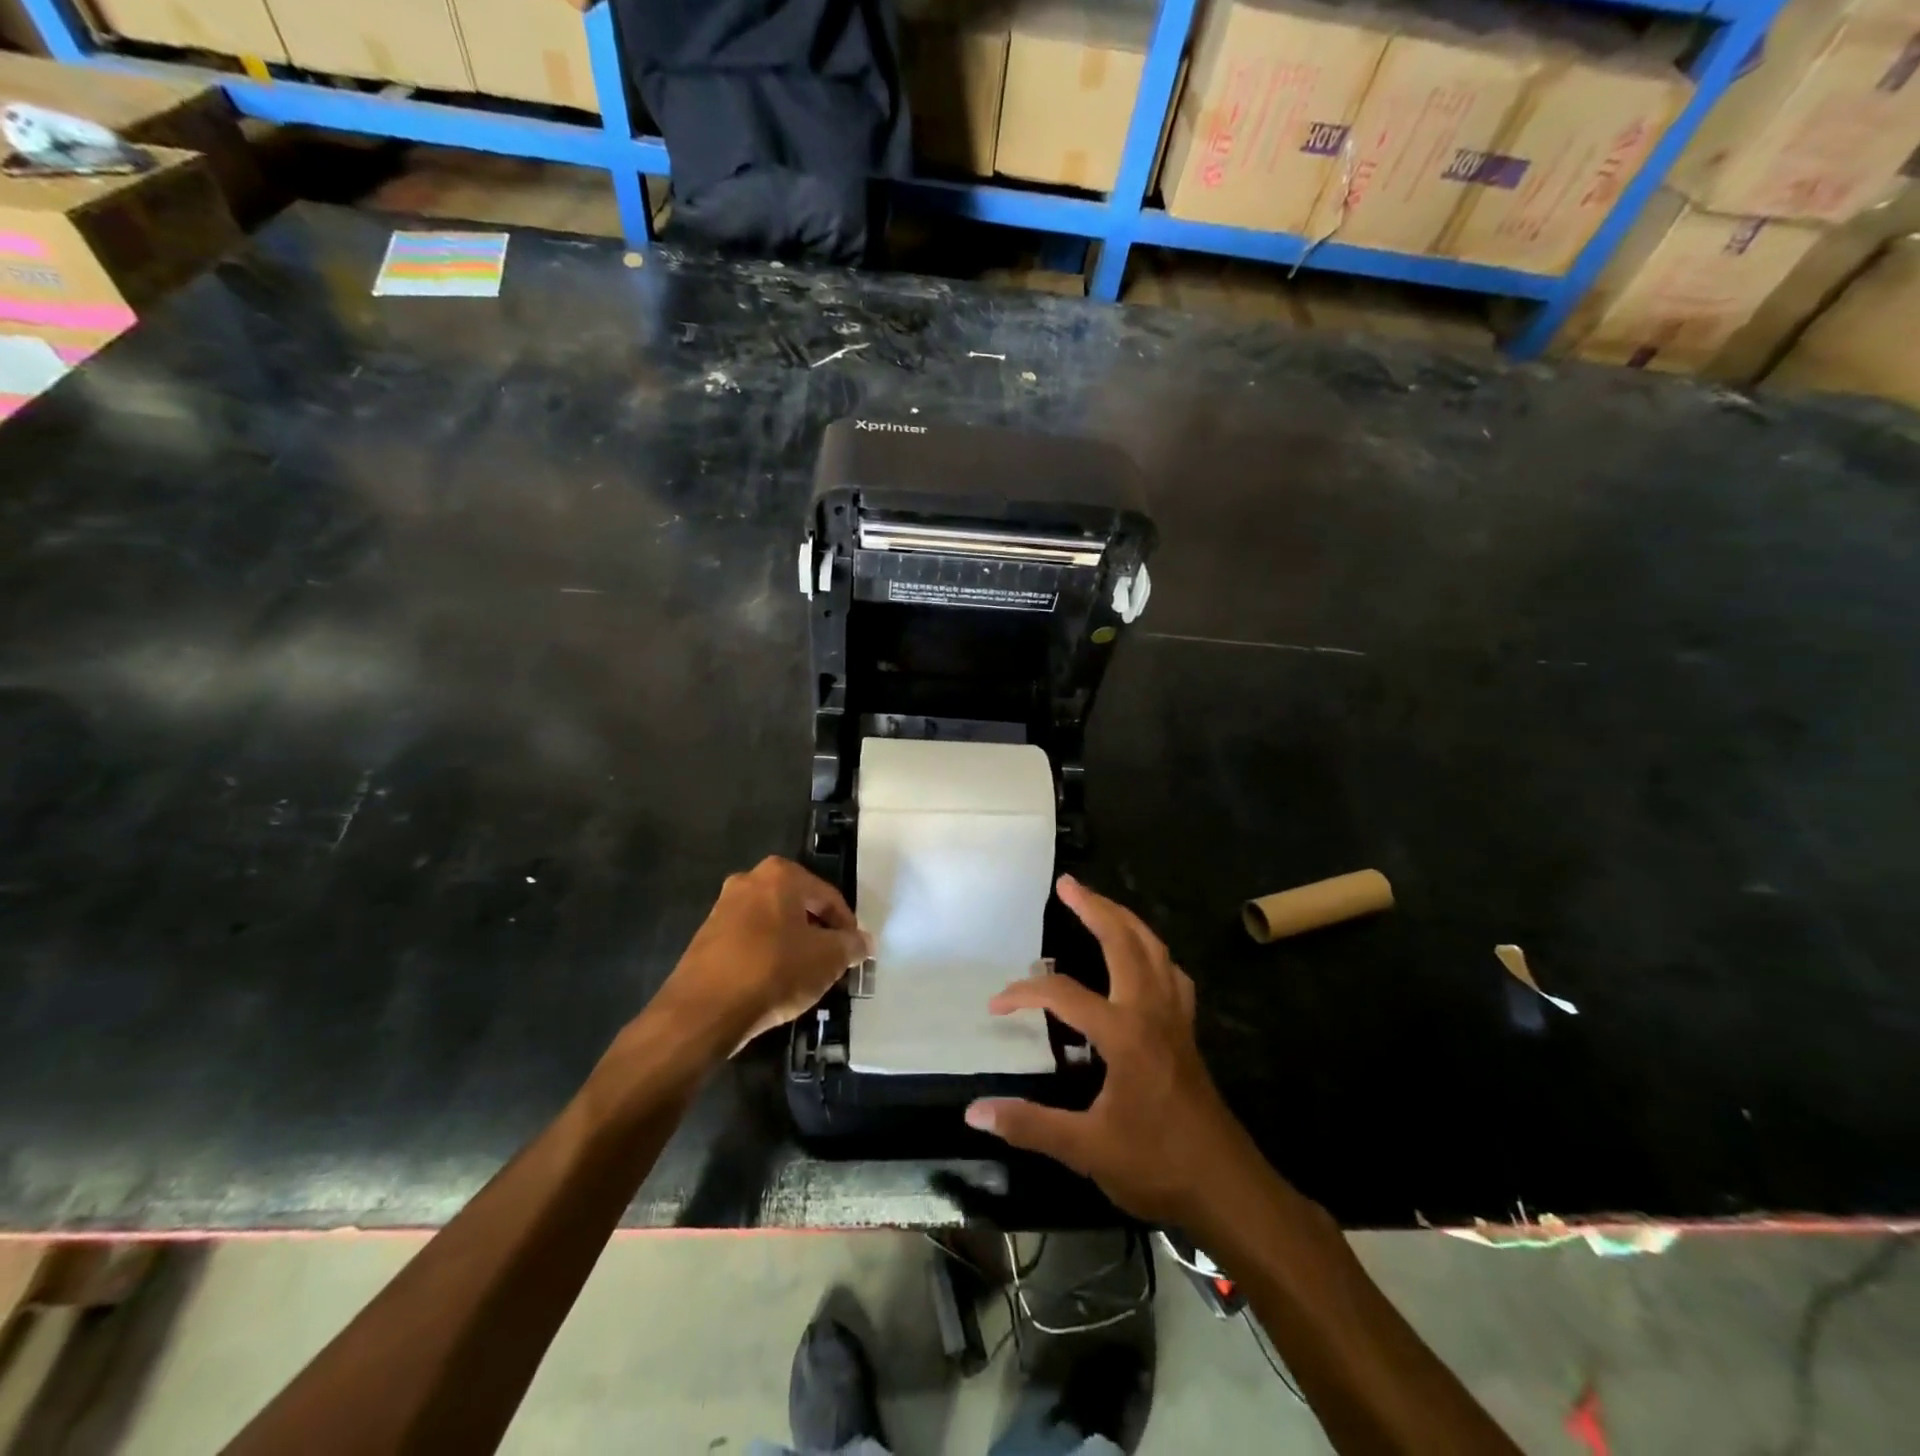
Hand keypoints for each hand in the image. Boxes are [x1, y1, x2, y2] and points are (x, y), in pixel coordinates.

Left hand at [652, 857, 869, 1054]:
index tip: (853, 953)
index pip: (828, 896)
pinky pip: (749, 942)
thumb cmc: (774, 971)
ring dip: (792, 945)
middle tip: (831, 963)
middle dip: (818, 933)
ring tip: (804, 976)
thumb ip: (850, 946)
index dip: (846, 926)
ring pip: (773, 924)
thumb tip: (863, 942)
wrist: (704, 1011)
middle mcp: (749, 881)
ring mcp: (723, 908)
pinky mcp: (706, 938)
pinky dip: (766, 956)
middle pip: (798, 906)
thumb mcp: (827, 959)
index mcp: (781, 875)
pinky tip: (774, 984)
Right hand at [965, 876, 1249, 1225]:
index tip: (996, 1005)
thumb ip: (1029, 1124)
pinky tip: (1142, 959)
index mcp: (1124, 1032)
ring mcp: (1175, 1017)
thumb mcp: (1086, 1150)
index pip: (1063, 994)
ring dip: (1126, 920)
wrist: (1226, 1187)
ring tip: (1101, 904)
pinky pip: (1171, 974)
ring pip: (1154, 949)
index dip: (1025, 993)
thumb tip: (974, 1112)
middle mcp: (1152, 1011)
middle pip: (1124, 941)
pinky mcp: (1186, 1031)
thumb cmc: (1156, 1164)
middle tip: (1067, 885)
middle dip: (1094, 908)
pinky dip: (1153, 953)